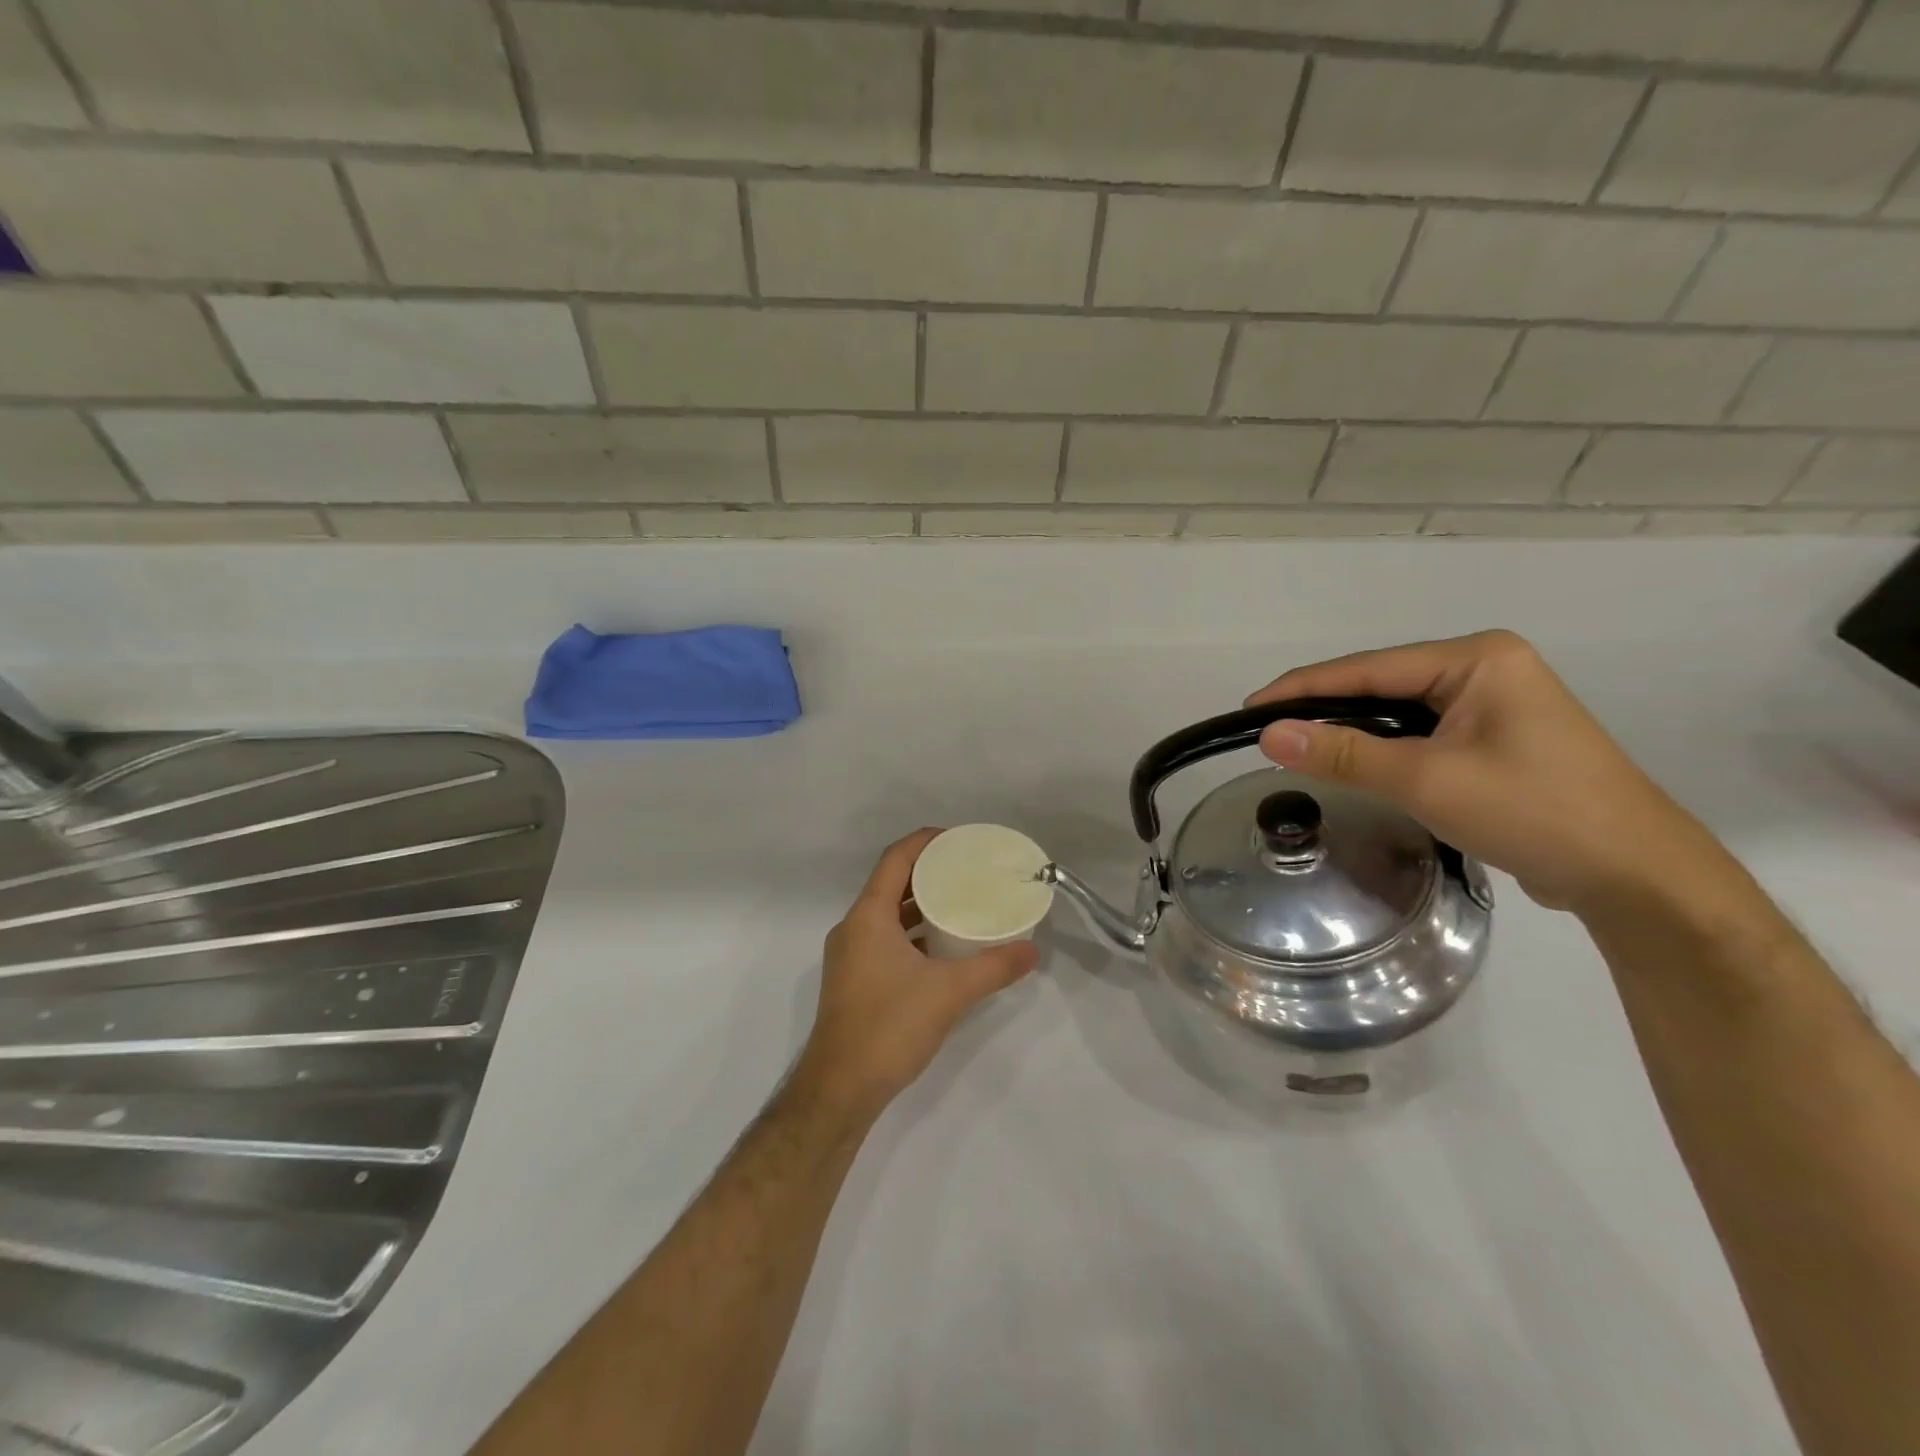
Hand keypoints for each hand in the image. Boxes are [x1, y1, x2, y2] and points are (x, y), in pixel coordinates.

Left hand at [792, 829, 1038, 1118]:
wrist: (840, 1089)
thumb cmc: (889, 1027)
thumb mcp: (950, 993)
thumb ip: (993, 968)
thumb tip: (1032, 950)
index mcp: (868, 917)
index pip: (895, 859)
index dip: (925, 842)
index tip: (958, 839)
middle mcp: (853, 928)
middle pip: (891, 883)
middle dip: (928, 872)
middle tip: (967, 870)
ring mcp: (849, 955)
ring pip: (887, 914)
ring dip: (919, 904)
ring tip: (960, 903)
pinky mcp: (853, 980)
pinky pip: (884, 939)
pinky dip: (911, 933)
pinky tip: (941, 947)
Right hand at [1247, 631, 1728, 913]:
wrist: (1635, 876)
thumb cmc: (1534, 812)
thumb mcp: (1427, 780)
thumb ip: (1345, 753)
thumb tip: (1269, 734)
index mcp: (1477, 659)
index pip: (1367, 668)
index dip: (1302, 688)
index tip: (1249, 708)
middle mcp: (1486, 669)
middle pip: (1381, 684)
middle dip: (1324, 708)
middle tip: (1267, 732)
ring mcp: (1494, 705)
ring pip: (1398, 711)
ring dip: (1351, 730)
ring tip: (1297, 747)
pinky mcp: (1496, 739)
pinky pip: (1420, 733)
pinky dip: (1381, 748)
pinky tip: (1353, 762)